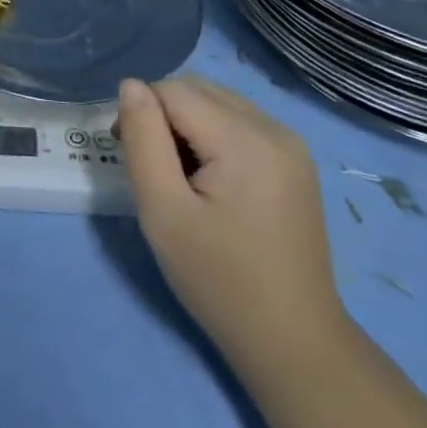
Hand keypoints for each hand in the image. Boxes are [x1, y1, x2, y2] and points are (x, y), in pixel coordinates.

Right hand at [117, 76, 344, 370]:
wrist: (292, 342)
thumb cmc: (218, 280)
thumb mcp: (163, 211)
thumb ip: (143, 139)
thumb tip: (130, 86)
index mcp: (245, 139)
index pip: (173, 90)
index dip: (141, 114)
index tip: (129, 157)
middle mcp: (274, 128)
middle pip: (198, 89)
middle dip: (163, 114)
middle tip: (152, 168)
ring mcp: (291, 144)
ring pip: (219, 101)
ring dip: (188, 122)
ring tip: (181, 176)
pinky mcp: (296, 161)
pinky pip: (241, 122)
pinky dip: (214, 134)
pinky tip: (211, 179)